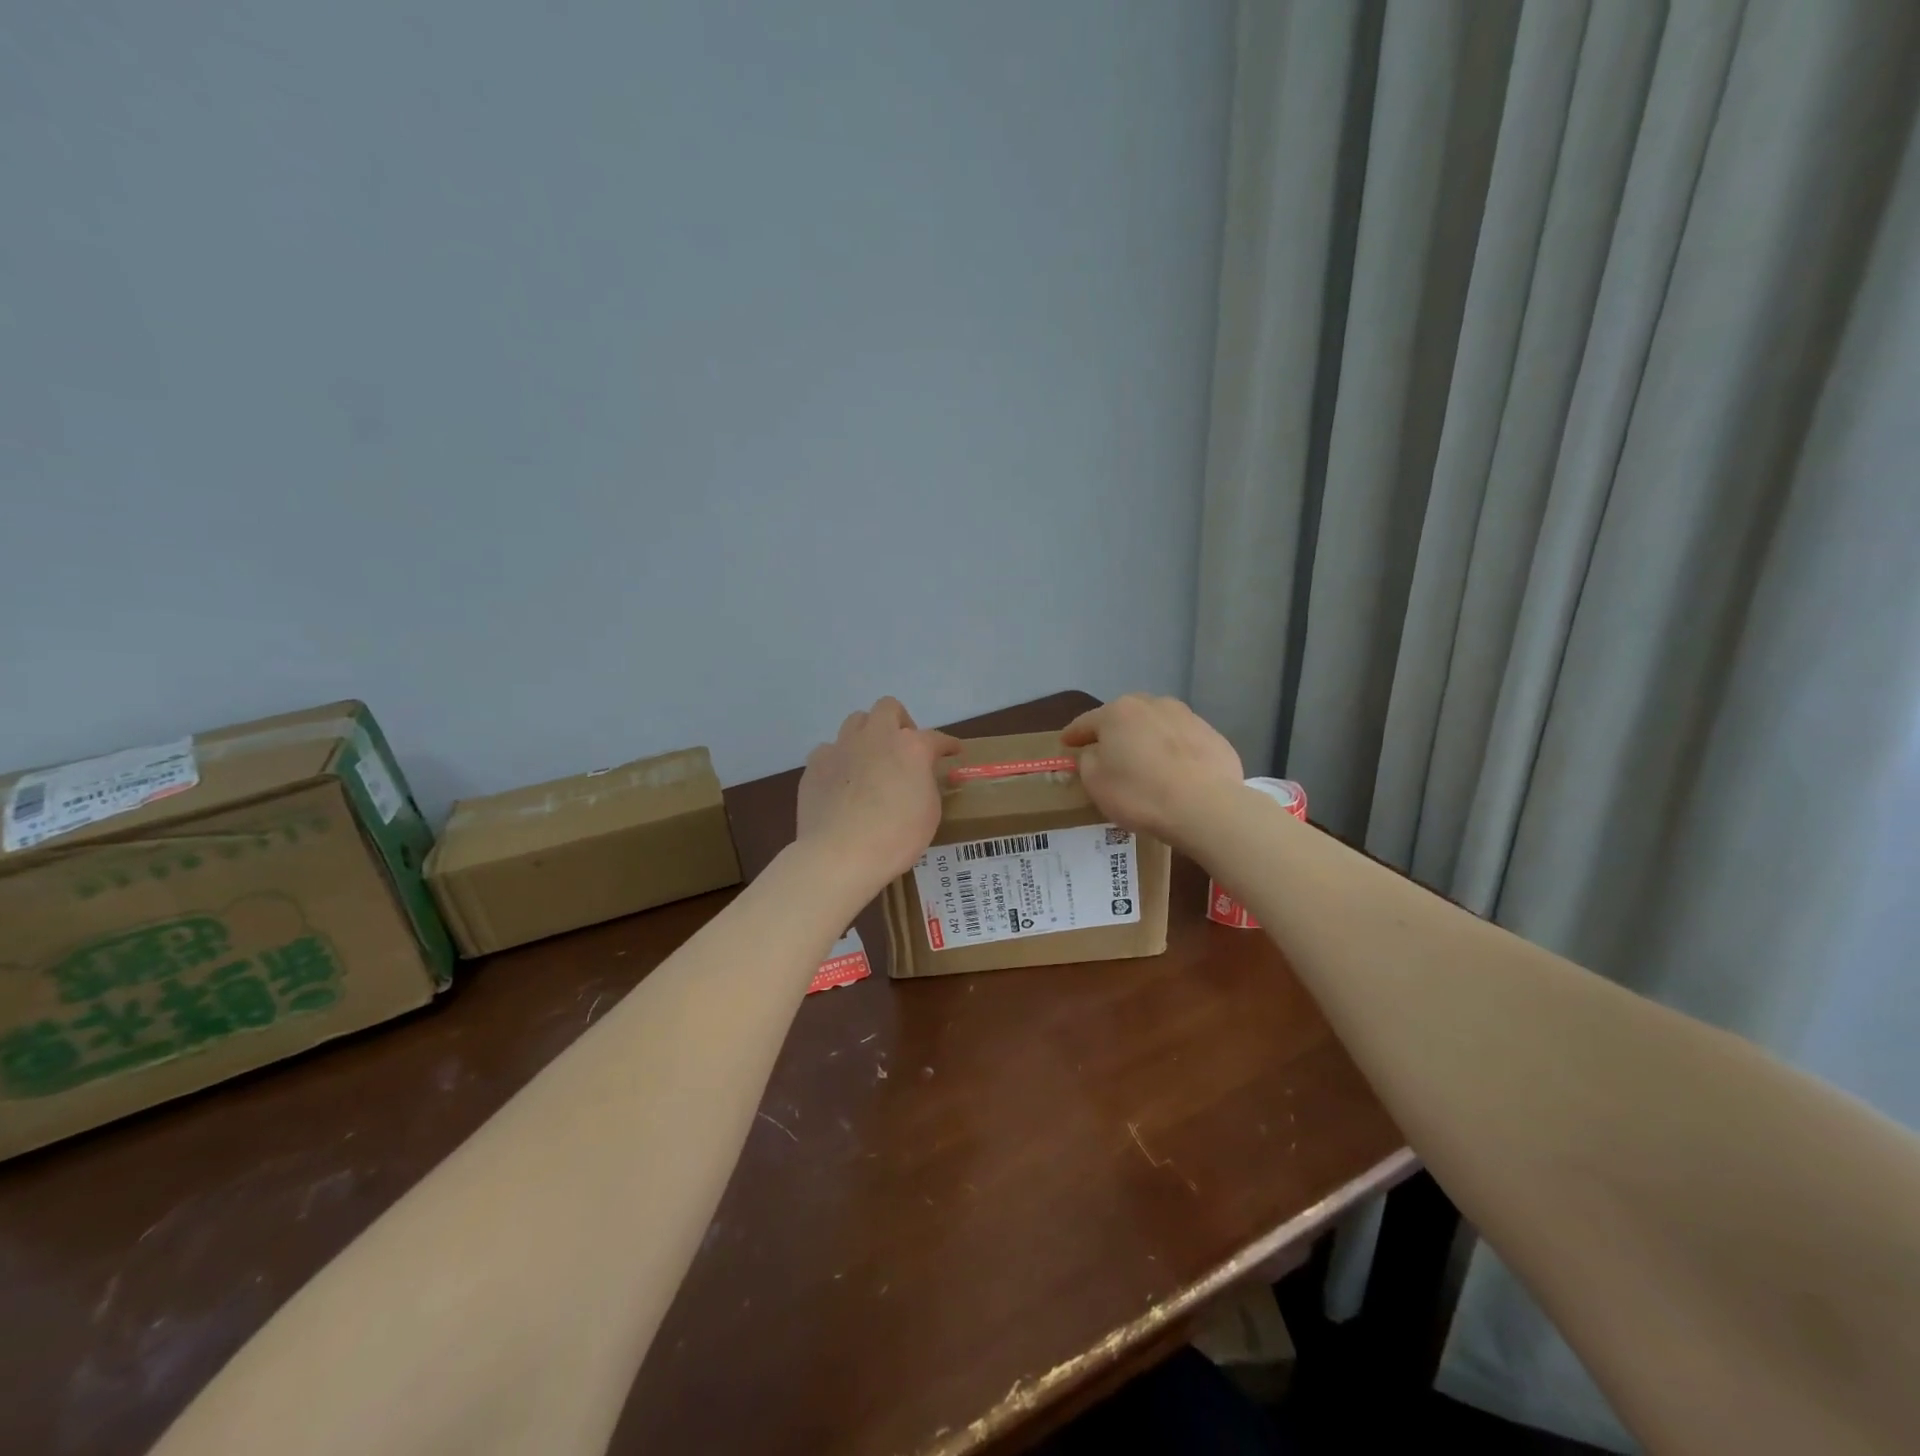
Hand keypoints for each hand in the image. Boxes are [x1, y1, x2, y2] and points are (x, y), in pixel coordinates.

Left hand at [796, 698, 962, 891]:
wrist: (839, 854)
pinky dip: (839, 760)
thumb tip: (919, 776)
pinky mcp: (815, 764)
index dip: (947, 745)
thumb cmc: (896, 837)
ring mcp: (842, 747)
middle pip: (888, 708)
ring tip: (870, 760)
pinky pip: (829, 750)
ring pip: (855, 722)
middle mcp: (876, 737)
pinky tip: (842, 781)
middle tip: (903, 748)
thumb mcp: (929, 812)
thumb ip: (926, 784)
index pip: (936, 737)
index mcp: (911, 747)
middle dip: (899, 722)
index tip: (953, 751)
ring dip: (867, 735)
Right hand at [1061, 694, 1243, 847]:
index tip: (1065, 743)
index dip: (1073, 735)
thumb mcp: (1096, 783)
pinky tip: (1175, 773)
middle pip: (1124, 717)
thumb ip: (1088, 761)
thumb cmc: (1140, 793)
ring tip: (1145, 762)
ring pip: (1156, 725)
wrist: (1206, 807)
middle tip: (1107, 752)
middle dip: (1114, 732)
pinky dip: (1174, 752)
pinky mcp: (1213, 736)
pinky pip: (1183, 742)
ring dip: (1146, 739)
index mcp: (1118, 712)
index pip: (1086, 722)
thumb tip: (1095, 752)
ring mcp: (1187, 717)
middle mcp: (1152, 705)